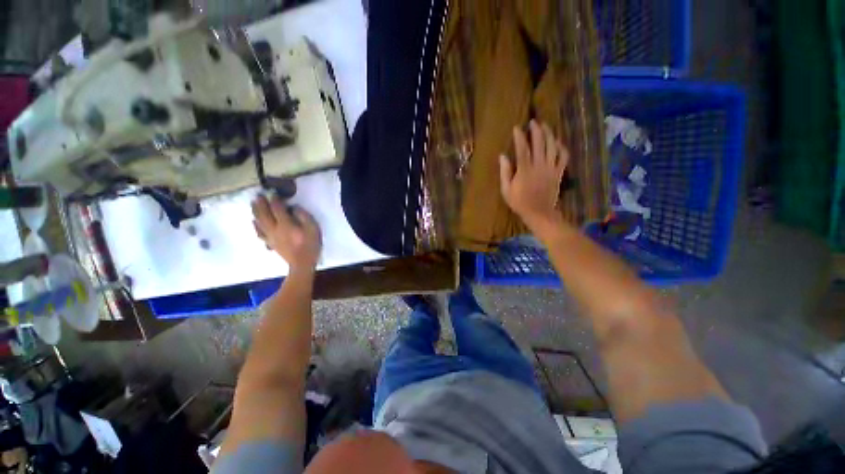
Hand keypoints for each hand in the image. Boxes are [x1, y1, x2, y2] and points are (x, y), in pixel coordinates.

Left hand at [252, 195, 321, 271]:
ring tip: (253, 204)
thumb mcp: (313, 229)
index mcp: (286, 224)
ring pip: (259, 222)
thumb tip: (295, 208)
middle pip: (264, 214)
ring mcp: (270, 237)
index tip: (273, 192)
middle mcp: (275, 229)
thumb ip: (304, 216)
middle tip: (259, 196)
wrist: (302, 263)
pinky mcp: (270, 243)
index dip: (275, 199)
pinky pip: (259, 233)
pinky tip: (255, 222)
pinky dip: (256, 226)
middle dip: (261, 204)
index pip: (277, 209)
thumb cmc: (310, 245)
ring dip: (255, 212)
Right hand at [499, 120, 569, 234]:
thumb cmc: (520, 202)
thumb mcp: (506, 190)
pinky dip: (561, 147)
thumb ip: (505, 172)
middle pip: (539, 143)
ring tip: (545, 126)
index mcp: (525, 170)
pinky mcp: (558, 172)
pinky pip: (563, 156)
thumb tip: (502, 156)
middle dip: (536, 130)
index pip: (522, 149)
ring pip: (553, 147)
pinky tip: (557, 142)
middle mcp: (539, 166)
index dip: (519, 137)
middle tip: (533, 122)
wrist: (539, 213)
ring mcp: (551, 168)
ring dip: (549, 134)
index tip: (517, 128)